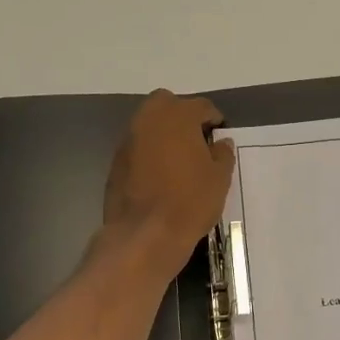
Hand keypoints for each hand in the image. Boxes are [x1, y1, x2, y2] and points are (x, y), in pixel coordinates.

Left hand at [102, 90, 235, 278]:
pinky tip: (161, 176)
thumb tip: (220, 143)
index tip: (220, 137)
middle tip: (197, 141)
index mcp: (177, 116)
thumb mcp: (220, 178)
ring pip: (149, 124)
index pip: (201, 106)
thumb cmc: (190, 201)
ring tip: (180, 160)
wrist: (145, 234)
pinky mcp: (116, 162)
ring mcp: (128, 140)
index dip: (214, 120)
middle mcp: (148, 119)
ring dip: (164, 134)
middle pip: (167, 104)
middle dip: (183, 116)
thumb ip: (223, 154)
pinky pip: (138, 147)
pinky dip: (150, 152)